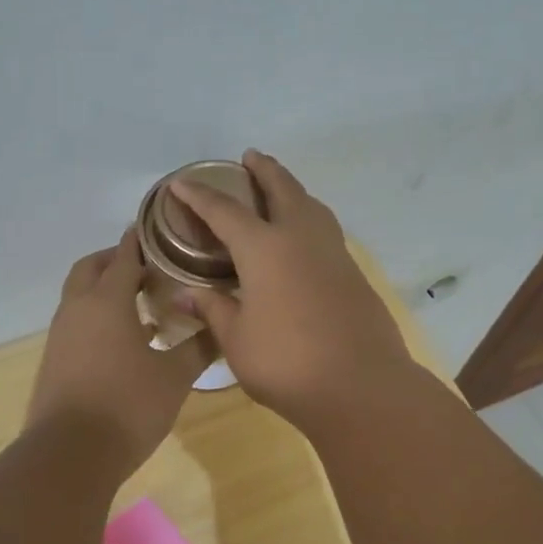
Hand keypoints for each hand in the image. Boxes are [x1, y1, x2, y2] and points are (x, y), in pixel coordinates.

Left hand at [27, 227, 207, 476]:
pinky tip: (124, 342)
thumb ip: (198, 347)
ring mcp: (61, 335)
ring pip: (80, 296)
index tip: (160, 231)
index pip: (124, 256)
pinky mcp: (54, 360)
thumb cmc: (128, 406)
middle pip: (92, 268)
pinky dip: (97, 317)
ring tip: (142, 304)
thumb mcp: (174, 377)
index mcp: (107, 301)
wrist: (69, 455)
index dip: (141, 241)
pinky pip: (76, 322)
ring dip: (105, 290)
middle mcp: (77, 309)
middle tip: (149, 267)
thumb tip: (221, 325)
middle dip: (116, 260)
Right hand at [168, 150, 416, 427]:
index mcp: (265, 248)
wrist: (361, 386)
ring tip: (280, 188)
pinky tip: (303, 237)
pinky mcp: (354, 273)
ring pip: (312, 205)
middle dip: (263, 170)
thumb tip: (185, 295)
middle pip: (282, 189)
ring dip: (293, 189)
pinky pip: (326, 230)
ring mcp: (334, 253)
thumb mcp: (237, 340)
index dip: (199, 197)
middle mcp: (301, 238)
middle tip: (250, 157)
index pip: (225, 212)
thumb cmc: (287, 362)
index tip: (181, 184)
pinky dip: (309, 218)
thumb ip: (214, 310)